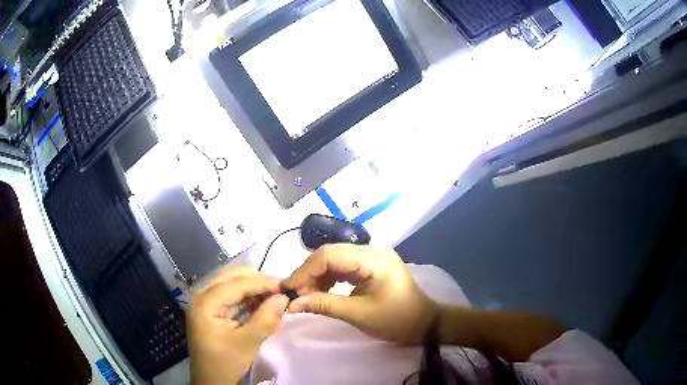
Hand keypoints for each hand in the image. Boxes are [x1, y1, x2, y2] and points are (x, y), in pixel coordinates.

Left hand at [188, 268, 288, 384]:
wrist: (211, 381)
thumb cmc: (225, 363)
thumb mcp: (247, 343)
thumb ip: (266, 319)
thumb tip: (284, 297)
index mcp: (205, 303)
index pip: (235, 283)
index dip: (261, 282)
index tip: (285, 285)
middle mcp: (202, 296)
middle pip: (231, 278)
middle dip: (257, 282)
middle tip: (281, 290)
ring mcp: (206, 303)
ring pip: (232, 285)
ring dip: (254, 289)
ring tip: (275, 296)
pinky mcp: (212, 311)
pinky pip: (232, 297)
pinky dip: (248, 298)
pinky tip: (263, 303)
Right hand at [282, 244, 438, 344]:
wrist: (425, 325)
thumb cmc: (397, 320)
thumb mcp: (359, 314)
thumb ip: (324, 305)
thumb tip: (292, 304)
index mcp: (372, 258)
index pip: (329, 255)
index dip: (305, 271)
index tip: (288, 289)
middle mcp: (371, 251)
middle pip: (330, 254)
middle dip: (308, 273)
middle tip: (292, 293)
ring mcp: (372, 258)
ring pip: (334, 260)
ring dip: (317, 277)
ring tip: (304, 295)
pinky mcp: (370, 268)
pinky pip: (343, 268)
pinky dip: (328, 279)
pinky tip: (319, 292)